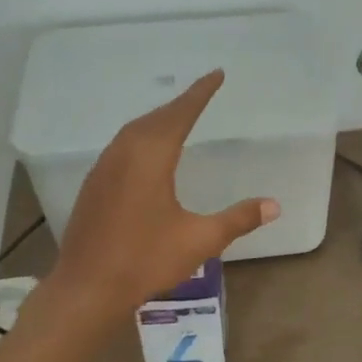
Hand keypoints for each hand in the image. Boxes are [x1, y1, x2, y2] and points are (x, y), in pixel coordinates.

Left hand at [50, 69, 279, 316]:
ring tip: (179, 118)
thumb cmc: (146, 260)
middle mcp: (124, 154)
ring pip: (134, 131)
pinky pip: (121, 147)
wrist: (87, 288)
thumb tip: (274, 205)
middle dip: (180, 104)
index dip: (201, 93)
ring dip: (159, 119)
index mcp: (151, 157)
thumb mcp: (200, 240)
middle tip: (202, 94)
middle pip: (156, 118)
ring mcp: (104, 169)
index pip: (181, 114)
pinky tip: (147, 153)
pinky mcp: (93, 185)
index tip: (217, 74)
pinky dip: (141, 137)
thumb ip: (238, 219)